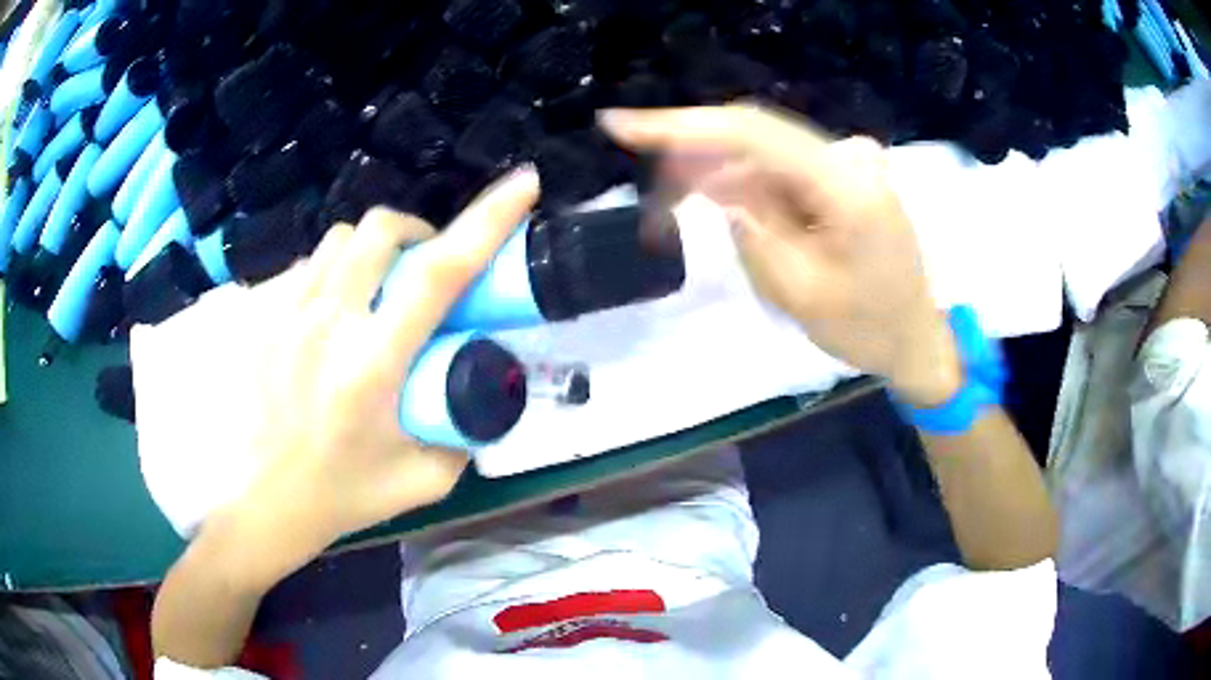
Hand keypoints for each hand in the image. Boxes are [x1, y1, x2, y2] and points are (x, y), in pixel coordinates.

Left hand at [221, 167, 539, 586]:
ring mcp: (284, 313)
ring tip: (370, 294)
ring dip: (369, 253)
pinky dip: (329, 276)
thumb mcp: (422, 481)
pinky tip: (324, 320)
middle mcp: (327, 323)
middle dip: (415, 232)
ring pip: (339, 240)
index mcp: (373, 366)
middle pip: (380, 230)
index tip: (523, 184)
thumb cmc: (337, 497)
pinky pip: (304, 268)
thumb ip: (463, 434)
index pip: (439, 274)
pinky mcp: (257, 315)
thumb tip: (480, 388)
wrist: (256, 504)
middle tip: (421, 267)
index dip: (487, 219)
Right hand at [601, 104, 960, 406]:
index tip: (621, 124)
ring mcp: (849, 162)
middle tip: (648, 188)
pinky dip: (746, 184)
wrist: (917, 337)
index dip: (680, 125)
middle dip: (693, 155)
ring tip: (675, 208)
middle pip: (753, 136)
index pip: (751, 133)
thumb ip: (750, 230)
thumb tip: (713, 184)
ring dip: (716, 174)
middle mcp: (848, 157)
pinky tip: (721, 204)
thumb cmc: (866, 327)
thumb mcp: (798, 291)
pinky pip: (782, 169)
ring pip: (763, 153)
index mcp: (846, 184)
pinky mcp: (843, 175)